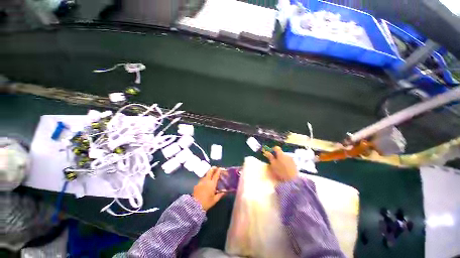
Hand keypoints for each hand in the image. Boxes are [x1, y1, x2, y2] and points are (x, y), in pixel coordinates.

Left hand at [193, 167, 225, 210]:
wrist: (194, 206)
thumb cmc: (206, 202)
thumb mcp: (214, 200)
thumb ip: (220, 195)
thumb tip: (224, 192)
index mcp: (212, 184)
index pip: (216, 175)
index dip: (218, 171)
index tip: (220, 168)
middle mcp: (206, 181)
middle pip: (210, 172)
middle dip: (213, 169)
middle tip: (215, 167)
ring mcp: (201, 182)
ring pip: (205, 175)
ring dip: (208, 173)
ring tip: (210, 174)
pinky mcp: (197, 184)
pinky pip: (202, 179)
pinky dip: (205, 178)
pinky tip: (205, 182)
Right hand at [263, 146, 297, 183]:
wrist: (292, 180)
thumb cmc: (280, 171)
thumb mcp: (273, 164)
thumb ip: (270, 157)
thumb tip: (267, 152)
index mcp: (281, 154)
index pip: (276, 148)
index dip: (272, 150)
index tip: (270, 154)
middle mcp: (287, 155)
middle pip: (280, 153)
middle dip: (277, 156)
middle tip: (274, 162)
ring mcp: (291, 159)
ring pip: (284, 157)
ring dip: (281, 160)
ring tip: (280, 167)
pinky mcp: (295, 164)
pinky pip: (288, 161)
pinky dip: (286, 163)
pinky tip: (285, 169)